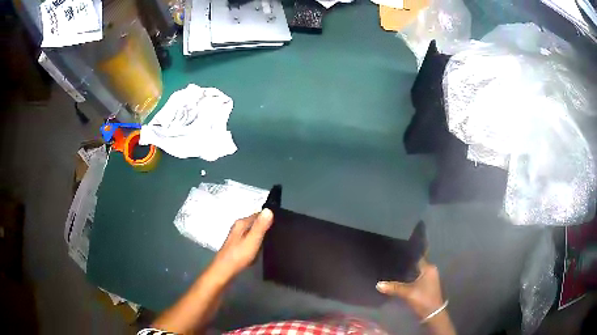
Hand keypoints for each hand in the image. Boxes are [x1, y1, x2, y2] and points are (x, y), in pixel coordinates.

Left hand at [210, 209, 273, 281]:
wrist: (224, 271)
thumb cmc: (239, 255)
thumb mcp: (252, 240)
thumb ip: (260, 226)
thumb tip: (268, 210)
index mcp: (241, 223)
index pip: (258, 214)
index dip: (268, 218)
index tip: (280, 223)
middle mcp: (238, 227)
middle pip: (254, 223)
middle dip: (265, 227)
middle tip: (278, 234)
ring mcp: (236, 237)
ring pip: (252, 233)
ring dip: (260, 236)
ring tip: (272, 242)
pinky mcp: (236, 246)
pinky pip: (250, 241)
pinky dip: (256, 244)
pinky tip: (260, 251)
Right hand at [376, 259, 444, 319]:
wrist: (432, 314)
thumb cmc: (423, 299)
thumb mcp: (408, 293)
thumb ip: (394, 287)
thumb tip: (378, 284)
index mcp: (429, 268)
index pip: (417, 257)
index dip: (407, 255)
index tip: (396, 251)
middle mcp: (430, 270)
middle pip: (415, 264)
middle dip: (405, 263)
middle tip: (391, 260)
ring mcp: (429, 278)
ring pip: (415, 271)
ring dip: (406, 271)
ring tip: (392, 268)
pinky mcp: (425, 285)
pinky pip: (415, 277)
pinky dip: (408, 277)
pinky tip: (399, 278)